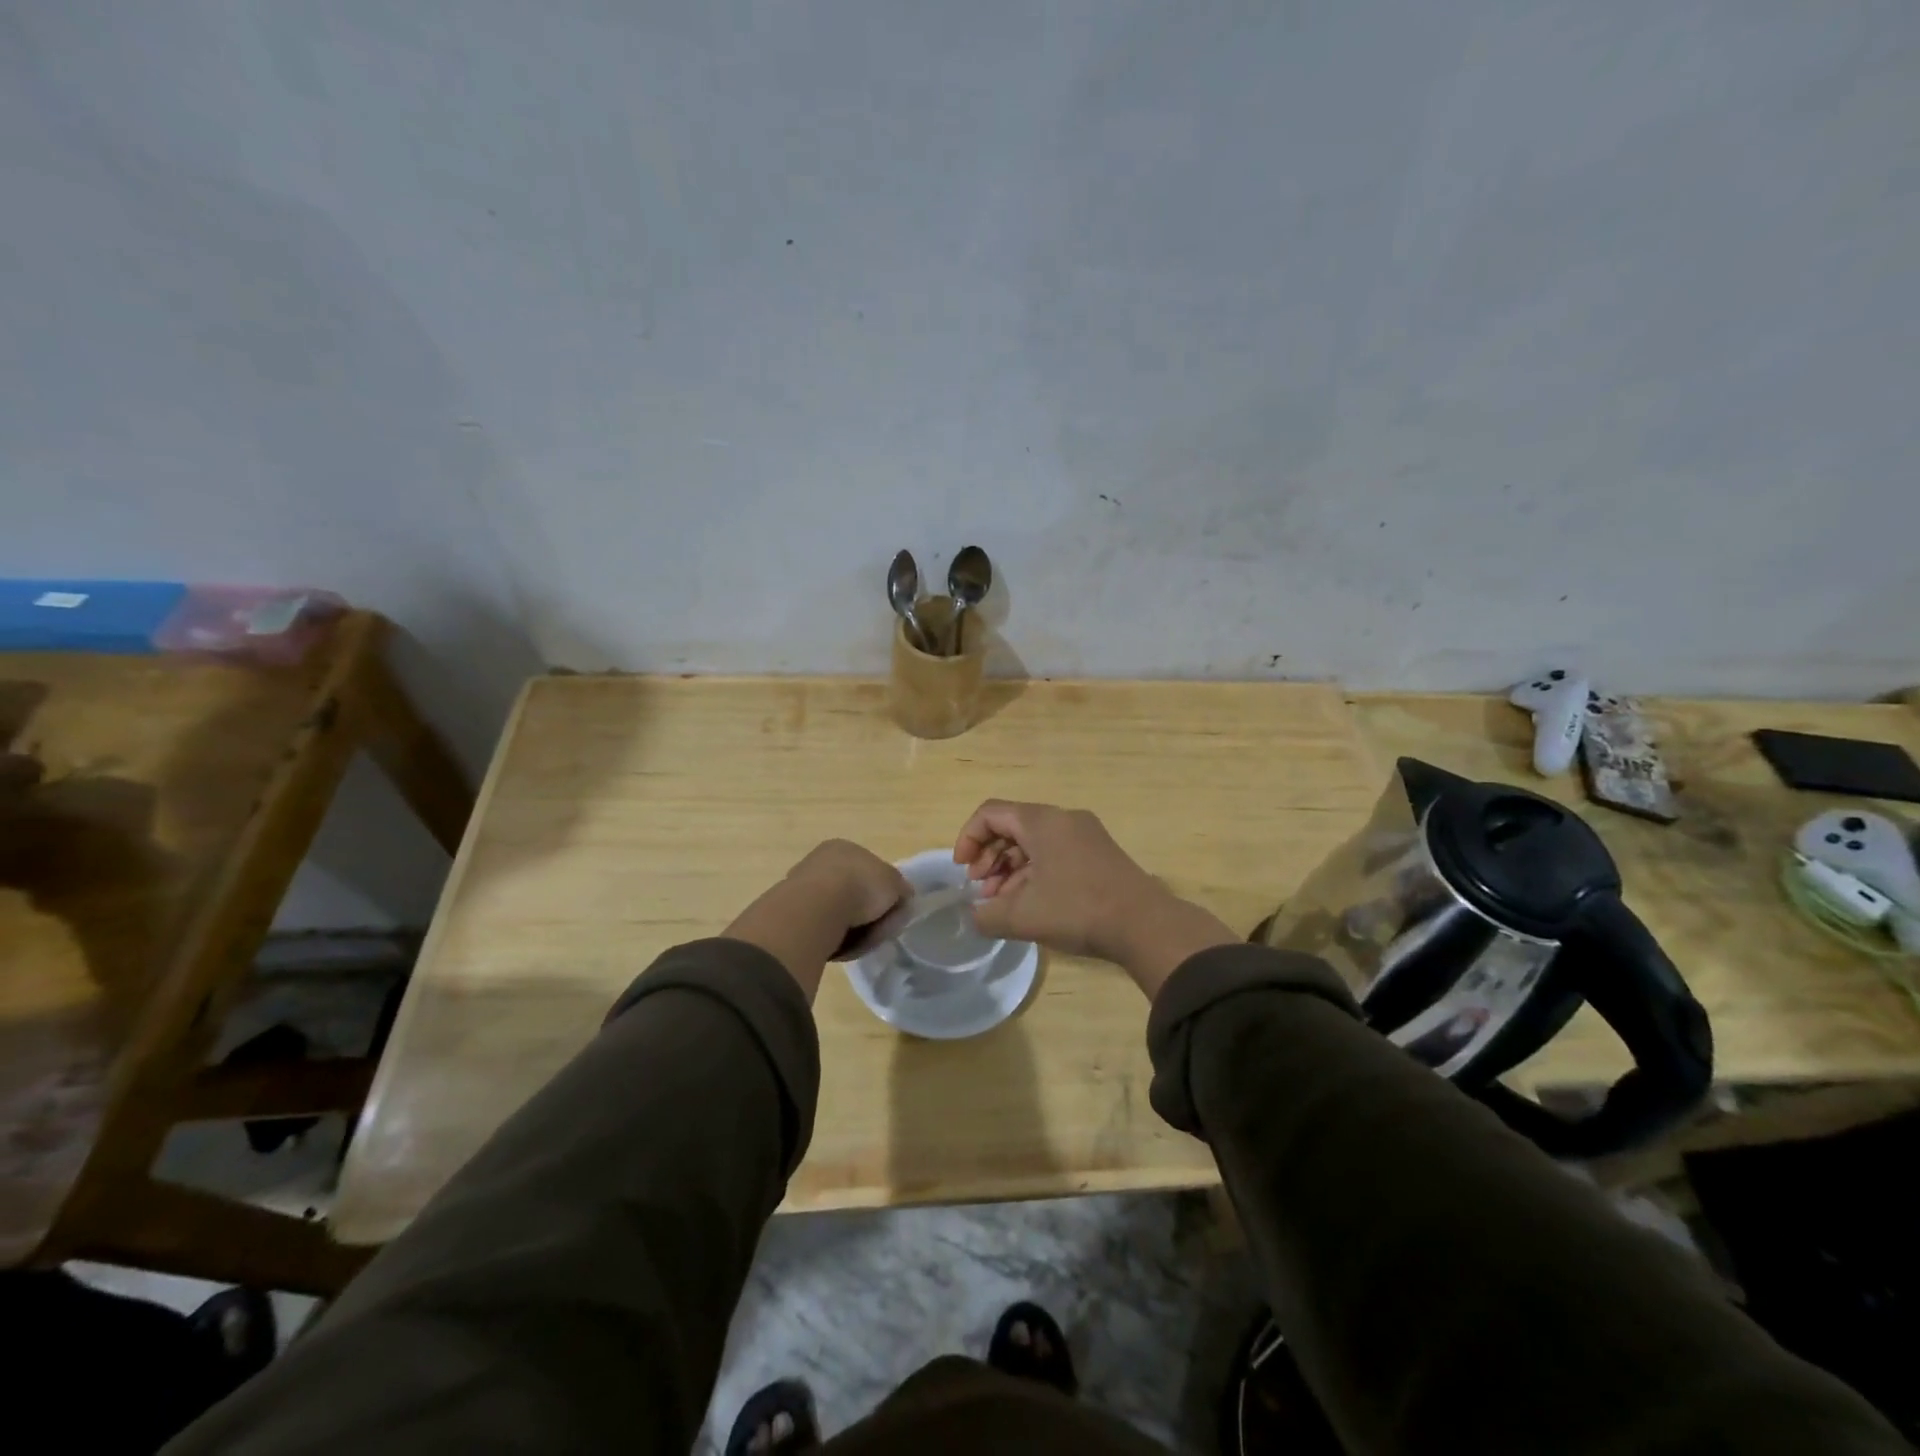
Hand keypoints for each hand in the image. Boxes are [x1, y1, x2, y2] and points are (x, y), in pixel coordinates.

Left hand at [784, 839, 911, 935]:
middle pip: (852, 893)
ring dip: (850, 928)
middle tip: (877, 929)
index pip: (870, 870)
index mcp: (844, 847)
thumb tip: (903, 897)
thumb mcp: (896, 884)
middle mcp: (820, 861)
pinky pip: (821, 929)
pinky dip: (832, 938)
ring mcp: (801, 886)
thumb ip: (901, 889)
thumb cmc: (861, 887)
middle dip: (866, 914)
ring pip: (836, 913)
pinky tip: (837, 945)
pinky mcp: (790, 913)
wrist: (817, 910)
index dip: (883, 893)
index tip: (890, 911)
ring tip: (858, 941)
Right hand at [952, 801, 1236, 997]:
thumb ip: (987, 915)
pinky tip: (1031, 904)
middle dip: (990, 858)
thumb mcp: (1022, 917)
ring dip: (1011, 869)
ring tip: (1002, 903)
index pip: (991, 813)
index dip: (968, 838)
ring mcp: (1085, 835)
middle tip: (981, 890)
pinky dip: (1035, 872)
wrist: (1145, 925)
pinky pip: (1055, 853)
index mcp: (1042, 821)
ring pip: (1035, 842)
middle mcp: (1063, 819)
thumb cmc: (1077, 910)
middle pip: (1012, 826)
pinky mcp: (1099, 854)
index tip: (962, 871)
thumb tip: (975, 915)